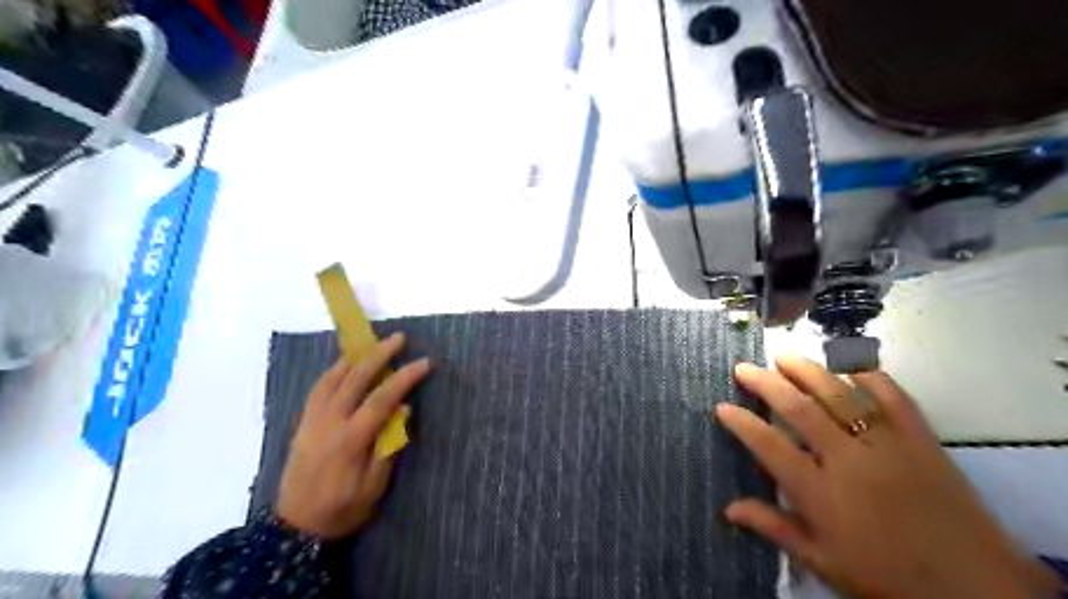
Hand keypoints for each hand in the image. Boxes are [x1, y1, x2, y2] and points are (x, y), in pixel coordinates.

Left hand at [271, 334, 429, 540]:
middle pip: (355, 378)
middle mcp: (329, 422)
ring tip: (372, 344)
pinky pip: (318, 388)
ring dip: (354, 358)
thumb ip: (389, 447)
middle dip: (379, 354)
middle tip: (399, 338)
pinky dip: (334, 371)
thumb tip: (404, 410)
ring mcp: (312, 420)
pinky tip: (345, 366)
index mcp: (350, 439)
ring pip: (332, 378)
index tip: (424, 362)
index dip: (404, 377)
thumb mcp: (374, 487)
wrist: (295, 528)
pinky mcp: (303, 424)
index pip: (381, 398)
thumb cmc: (342, 510)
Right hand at [711, 356, 1052, 598]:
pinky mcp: (921, 439)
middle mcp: (847, 459)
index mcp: (819, 492)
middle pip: (798, 408)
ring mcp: (886, 444)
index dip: (741, 422)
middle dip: (766, 383)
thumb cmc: (886, 578)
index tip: (722, 406)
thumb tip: (728, 509)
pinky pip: (892, 396)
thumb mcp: (822, 561)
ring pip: (839, 394)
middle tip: (744, 368)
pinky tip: (849, 367)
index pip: (768, 444)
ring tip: (783, 356)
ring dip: (807, 371)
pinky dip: (869, 376)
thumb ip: (774, 528)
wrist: (976, 590)